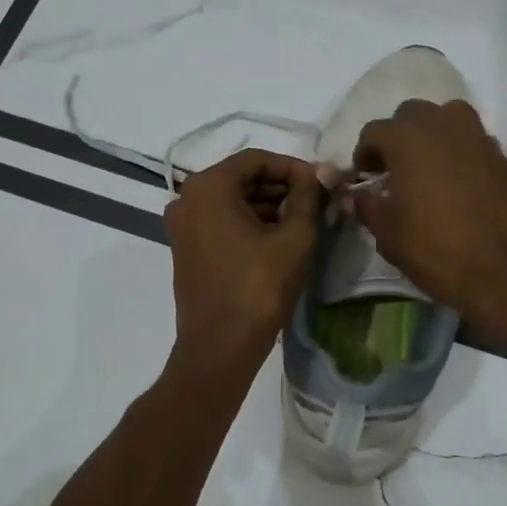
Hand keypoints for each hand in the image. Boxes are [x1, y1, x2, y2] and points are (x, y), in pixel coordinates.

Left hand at [165, 150, 324, 368]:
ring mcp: (183, 225)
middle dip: (281, 186)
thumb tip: (324, 172)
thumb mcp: (294, 237)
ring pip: (232, 201)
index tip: (322, 182)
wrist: (220, 346)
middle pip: (242, 178)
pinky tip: (280, 237)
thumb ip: (309, 196)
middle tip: (317, 200)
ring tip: (304, 220)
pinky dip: (250, 222)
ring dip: (268, 204)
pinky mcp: (186, 248)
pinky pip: (221, 221)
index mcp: (208, 187)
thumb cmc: (258, 287)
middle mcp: (187, 198)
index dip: (293, 167)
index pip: (257, 159)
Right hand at [351, 100, 506, 339]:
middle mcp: (443, 125)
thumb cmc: (439, 250)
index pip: (374, 131)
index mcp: (408, 138)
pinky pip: (470, 139)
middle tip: (392, 172)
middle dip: (397, 137)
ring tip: (425, 170)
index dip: (364, 155)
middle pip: (411, 114)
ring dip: (430, 135)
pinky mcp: (501, 155)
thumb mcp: (389, 234)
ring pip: (445, 118)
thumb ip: (367, 207)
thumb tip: (354, 195)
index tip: (365, 180)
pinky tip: (454, 184)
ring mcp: (477, 137)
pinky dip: (457, 150)